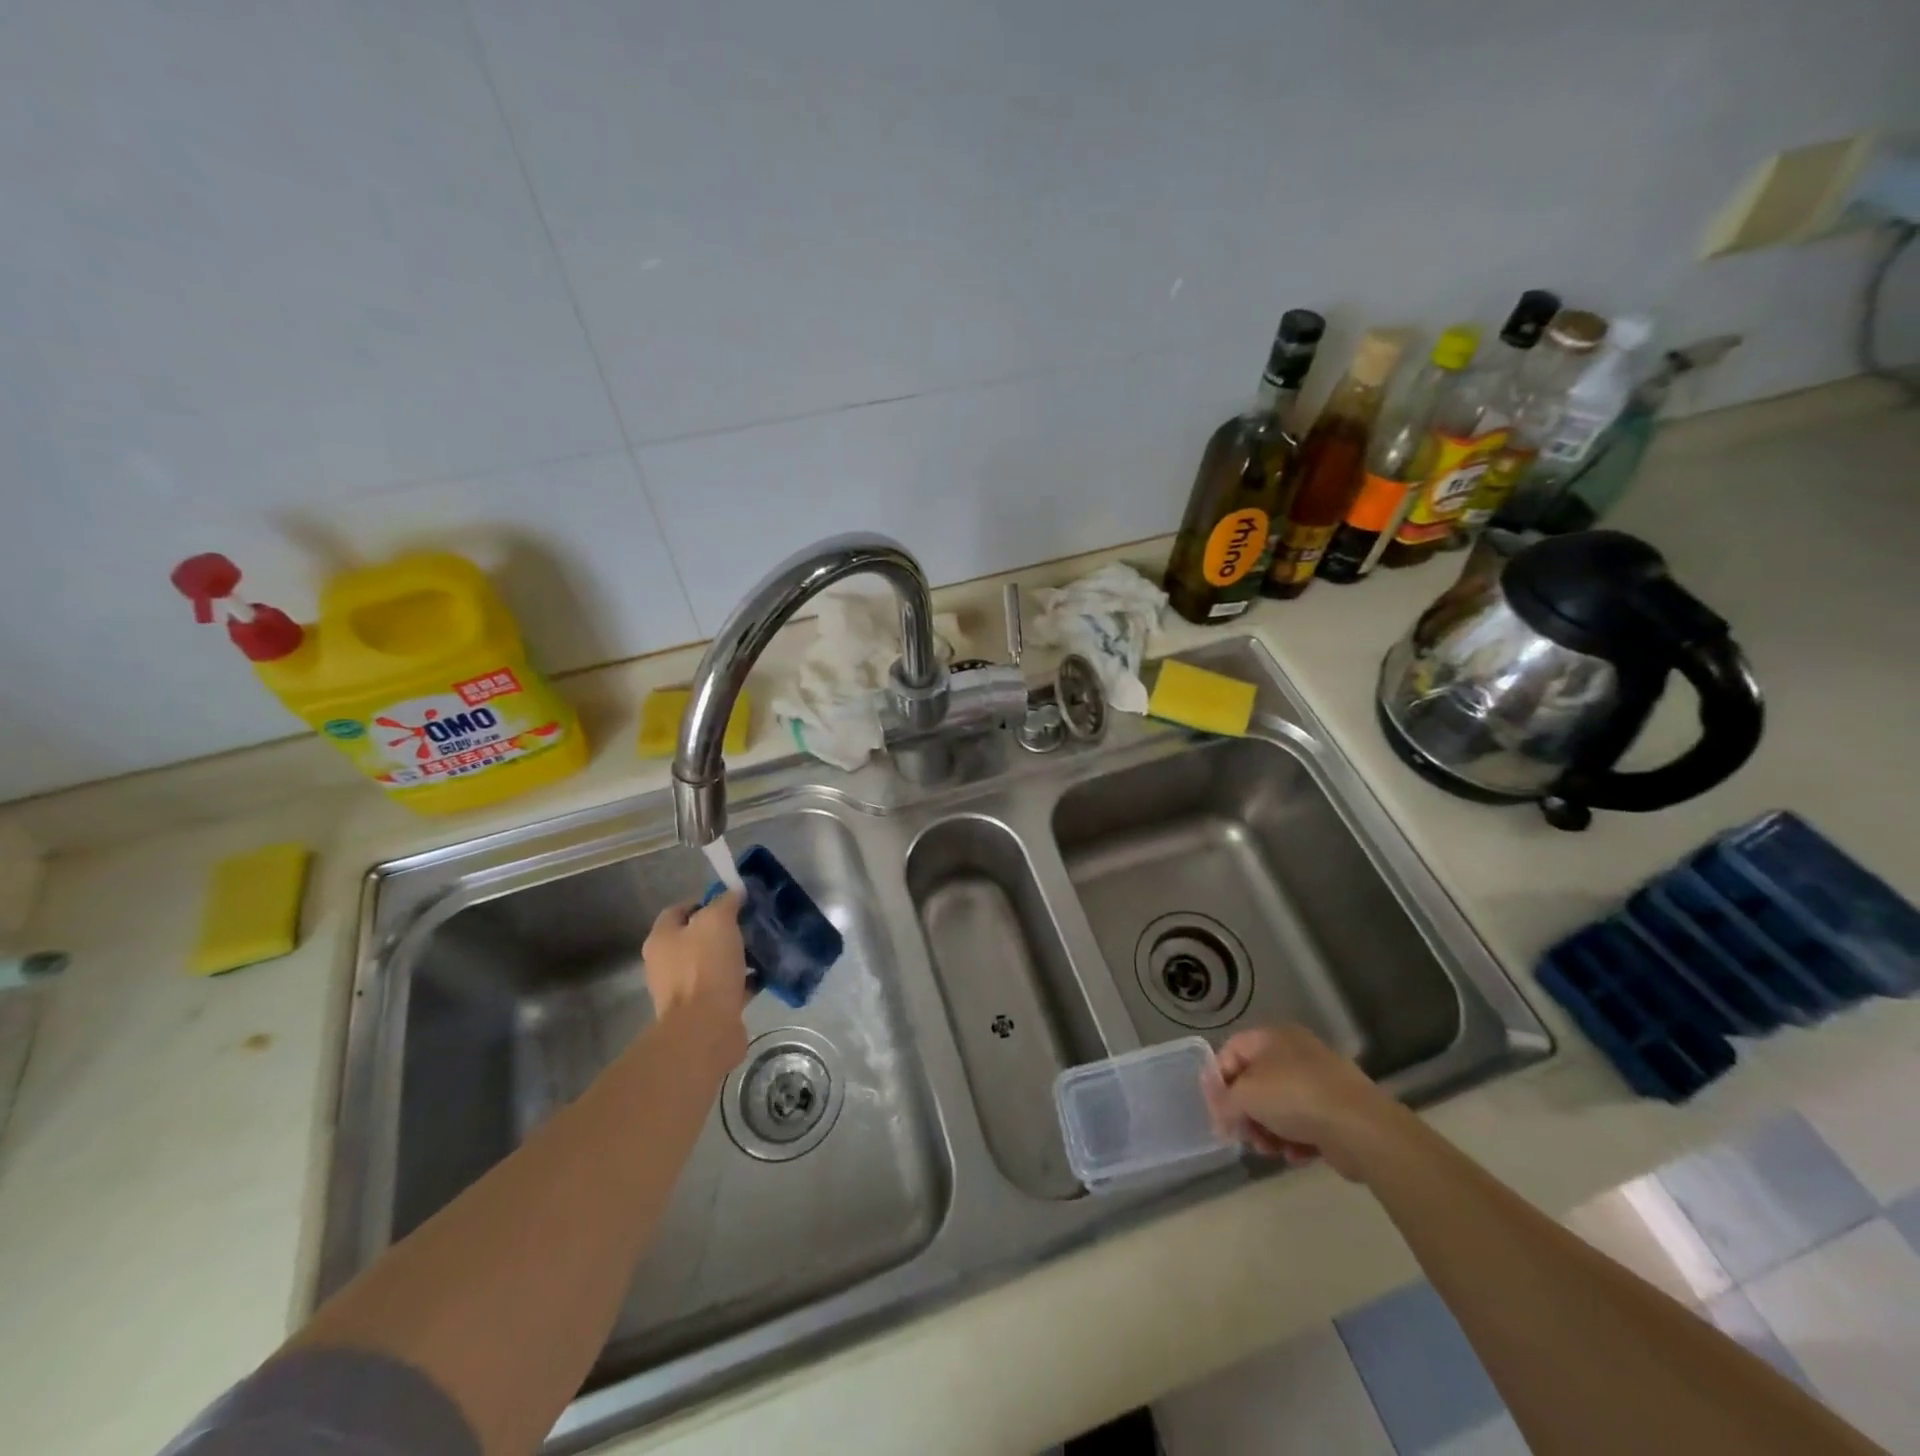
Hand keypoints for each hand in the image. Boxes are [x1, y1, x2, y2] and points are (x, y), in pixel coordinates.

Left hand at [641, 893, 750, 1072]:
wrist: (705, 1029)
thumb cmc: (705, 968)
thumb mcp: (718, 921)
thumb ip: (726, 902)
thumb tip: (735, 892)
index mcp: (662, 939)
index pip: (678, 910)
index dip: (704, 901)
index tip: (733, 902)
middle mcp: (667, 964)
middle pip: (697, 938)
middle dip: (724, 930)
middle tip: (751, 923)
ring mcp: (684, 990)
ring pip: (713, 963)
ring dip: (736, 956)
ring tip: (763, 948)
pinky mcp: (704, 1011)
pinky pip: (727, 988)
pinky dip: (744, 980)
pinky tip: (765, 974)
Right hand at [1202, 1024, 1398, 1180]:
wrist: (1360, 1127)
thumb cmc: (1294, 1097)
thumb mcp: (1245, 1096)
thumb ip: (1223, 1102)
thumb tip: (1218, 1114)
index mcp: (1272, 1037)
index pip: (1231, 1051)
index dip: (1218, 1081)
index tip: (1216, 1111)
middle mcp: (1295, 1053)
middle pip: (1254, 1083)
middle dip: (1245, 1113)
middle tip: (1244, 1136)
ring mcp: (1318, 1082)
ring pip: (1278, 1107)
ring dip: (1267, 1130)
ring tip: (1271, 1150)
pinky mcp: (1336, 1112)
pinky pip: (1303, 1124)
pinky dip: (1294, 1140)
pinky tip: (1296, 1155)